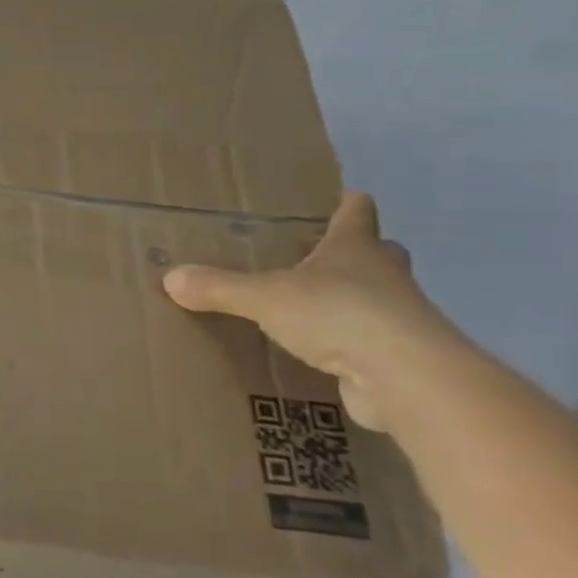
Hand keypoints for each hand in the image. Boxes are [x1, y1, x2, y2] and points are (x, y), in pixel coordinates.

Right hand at [163, 193, 453, 429]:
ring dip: (355, 301)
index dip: (347, 205)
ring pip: (379, 299)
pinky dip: (353, 345)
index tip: (341, 199)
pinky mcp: (399, 360)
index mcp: (355, 249)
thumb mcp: (265, 297)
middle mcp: (384, 276)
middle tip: (318, 258)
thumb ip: (219, 287)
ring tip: (312, 308)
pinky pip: (372, 343)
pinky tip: (324, 354)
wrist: (407, 379)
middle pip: (378, 253)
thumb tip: (170, 277)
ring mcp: (399, 319)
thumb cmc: (339, 315)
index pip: (356, 212)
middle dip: (355, 253)